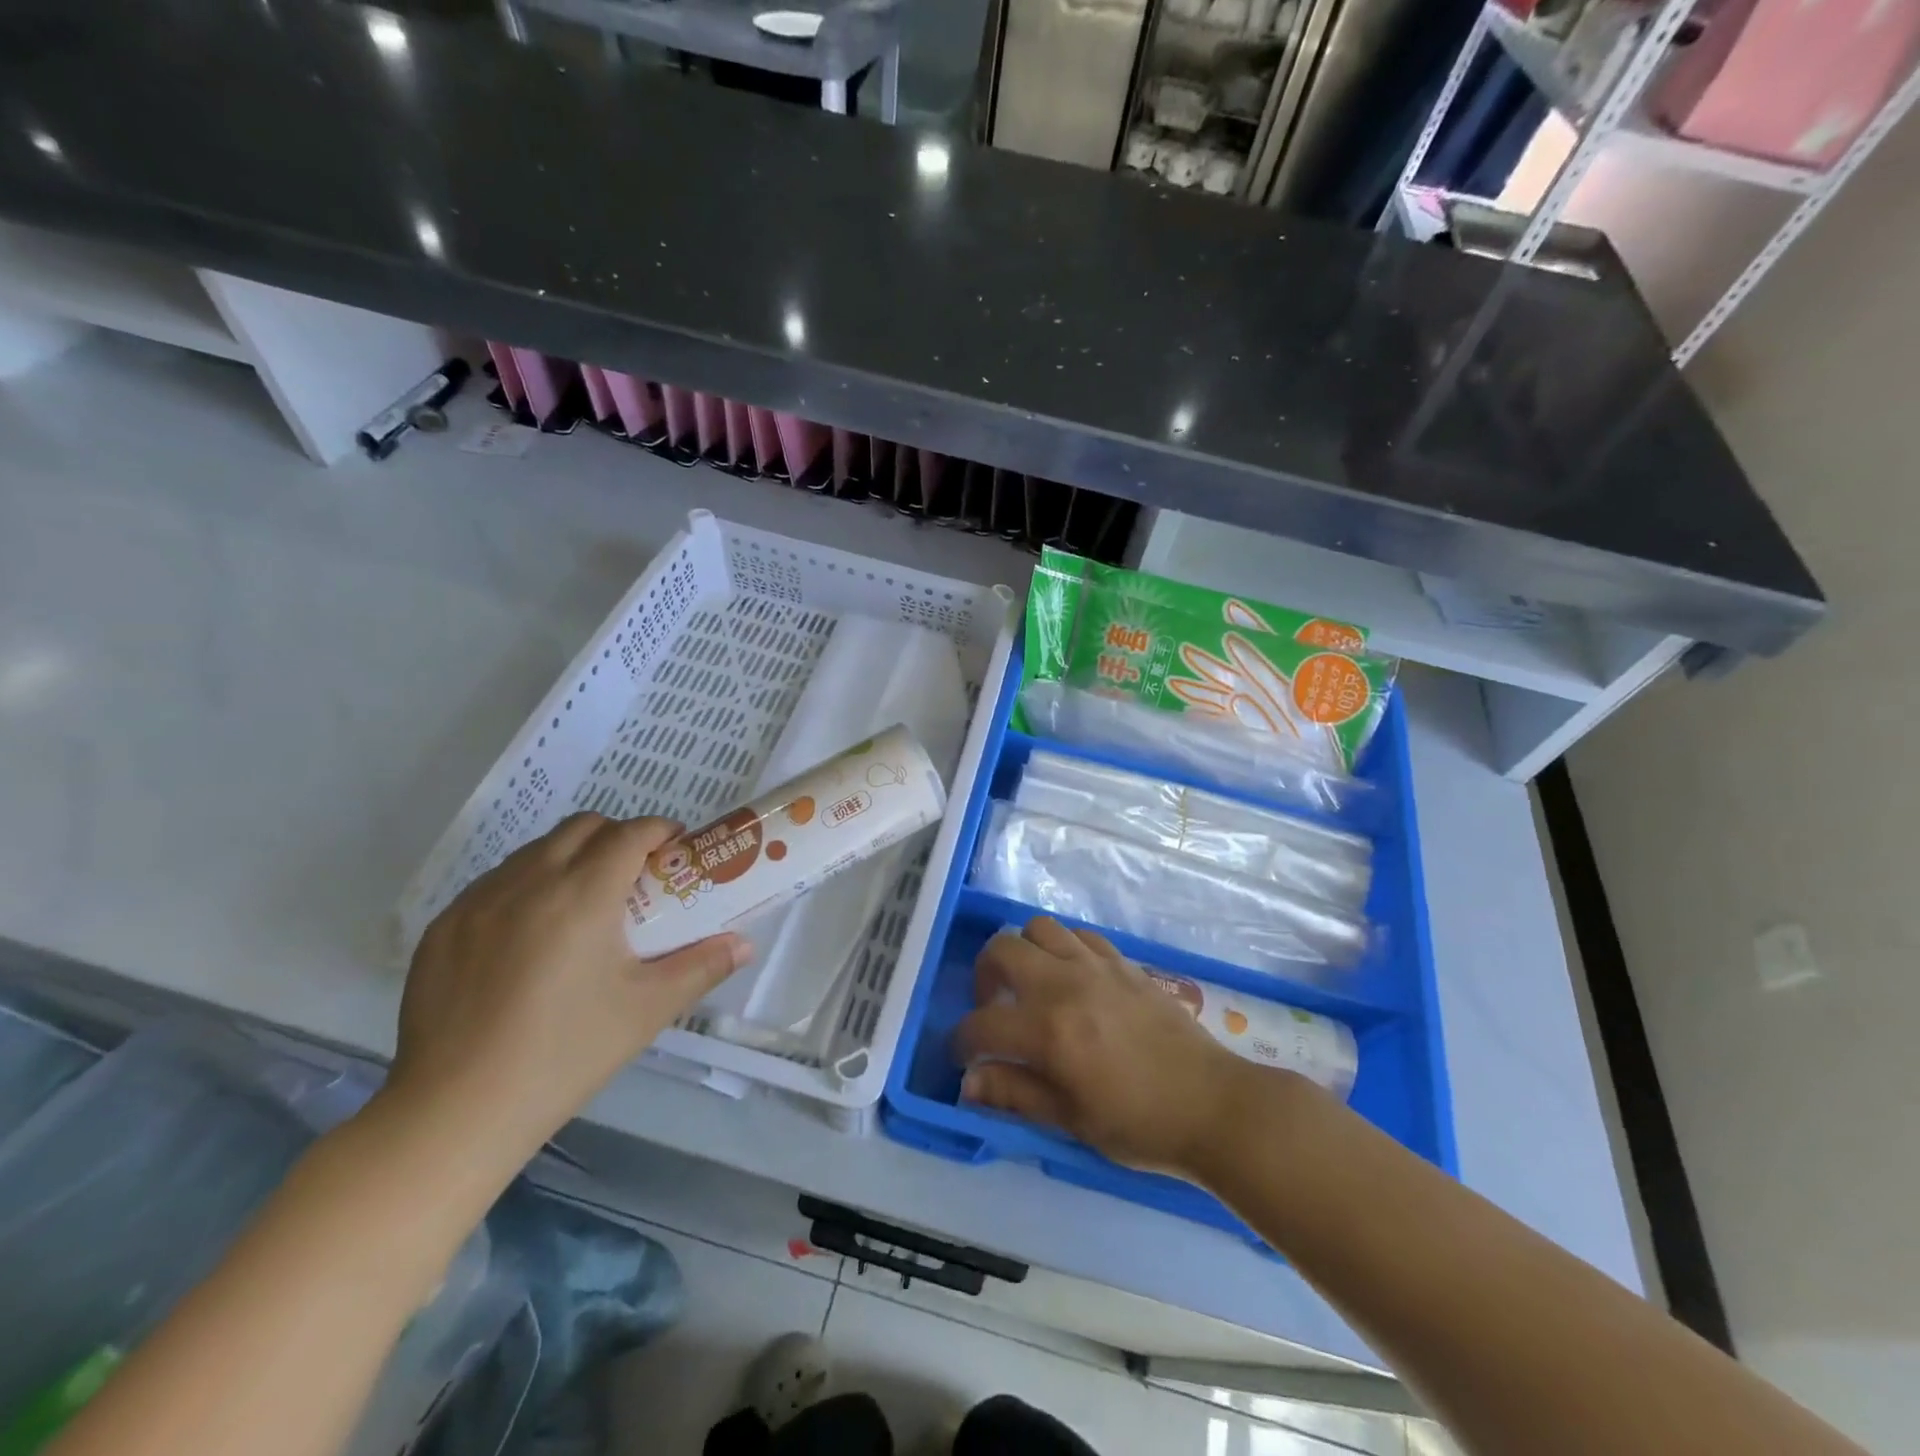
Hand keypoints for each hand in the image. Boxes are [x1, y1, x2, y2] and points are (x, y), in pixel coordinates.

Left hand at [386, 813, 750, 1168]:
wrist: (455, 1112)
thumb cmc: (566, 1054)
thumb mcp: (647, 1010)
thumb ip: (702, 967)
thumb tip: (744, 944)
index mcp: (582, 895)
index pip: (629, 833)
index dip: (659, 830)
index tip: (676, 848)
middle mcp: (528, 882)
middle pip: (582, 827)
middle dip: (617, 836)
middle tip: (636, 875)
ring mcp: (477, 901)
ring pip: (535, 850)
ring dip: (571, 857)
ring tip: (585, 905)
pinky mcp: (443, 927)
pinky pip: (495, 882)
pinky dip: (526, 886)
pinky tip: (531, 935)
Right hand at [955, 917, 1262, 1176]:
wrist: (1210, 1104)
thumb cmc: (1139, 1124)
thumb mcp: (1071, 1120)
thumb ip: (1014, 1093)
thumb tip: (967, 1081)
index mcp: (1048, 1030)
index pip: (981, 1025)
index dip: (962, 1042)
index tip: (964, 1056)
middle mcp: (1065, 984)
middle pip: (1002, 949)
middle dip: (984, 975)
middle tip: (994, 1006)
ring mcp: (1096, 965)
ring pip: (1039, 928)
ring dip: (1023, 951)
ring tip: (1030, 983)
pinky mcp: (1122, 961)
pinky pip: (1079, 934)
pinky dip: (1062, 947)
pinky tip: (1070, 976)